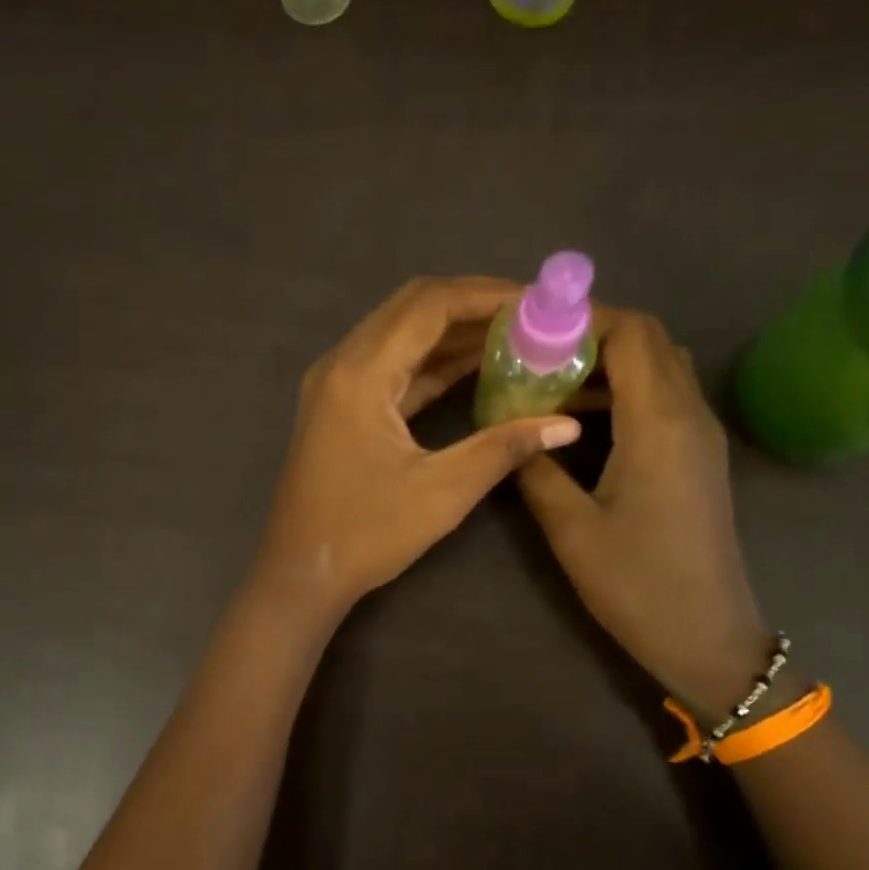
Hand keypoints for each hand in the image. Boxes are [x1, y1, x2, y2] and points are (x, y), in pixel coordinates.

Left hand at [254, 277, 583, 622]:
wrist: (302, 574)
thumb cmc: (366, 534)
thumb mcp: (442, 491)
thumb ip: (503, 448)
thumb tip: (566, 425)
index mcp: (360, 373)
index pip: (429, 305)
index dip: (487, 295)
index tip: (538, 302)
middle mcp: (343, 363)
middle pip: (413, 308)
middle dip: (474, 305)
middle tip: (531, 316)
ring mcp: (338, 384)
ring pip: (402, 336)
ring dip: (454, 333)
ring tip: (515, 336)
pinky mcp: (342, 406)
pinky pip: (393, 367)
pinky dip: (434, 362)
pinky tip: (477, 368)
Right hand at [518, 308, 772, 712]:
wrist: (707, 636)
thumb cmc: (637, 583)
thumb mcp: (571, 528)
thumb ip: (536, 468)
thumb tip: (510, 430)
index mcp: (658, 422)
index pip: (630, 333)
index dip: (581, 320)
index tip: (531, 334)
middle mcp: (689, 414)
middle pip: (650, 339)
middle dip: (592, 335)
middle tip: (536, 358)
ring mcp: (701, 434)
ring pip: (660, 366)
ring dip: (609, 363)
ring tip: (551, 386)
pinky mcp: (700, 455)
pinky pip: (666, 397)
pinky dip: (626, 390)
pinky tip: (583, 421)